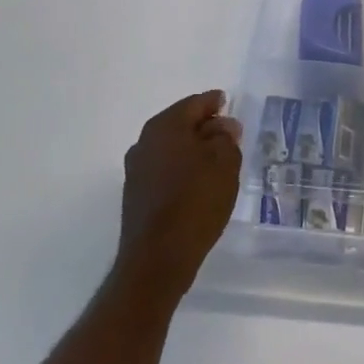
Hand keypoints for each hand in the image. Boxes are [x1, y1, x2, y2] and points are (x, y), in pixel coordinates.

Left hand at [113, 90, 242, 303]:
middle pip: (180, 124)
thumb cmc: (195, 201)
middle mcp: (145, 141)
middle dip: (204, 127)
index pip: (195, 103)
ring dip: (192, 150)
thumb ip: (226, 138)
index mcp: (165, 125)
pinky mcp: (135, 195)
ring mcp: (136, 170)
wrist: (157, 260)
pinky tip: (197, 184)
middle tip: (227, 134)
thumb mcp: (225, 162)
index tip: (228, 104)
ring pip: (171, 148)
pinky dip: (181, 170)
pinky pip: (164, 170)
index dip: (215, 103)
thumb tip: (222, 127)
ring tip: (216, 161)